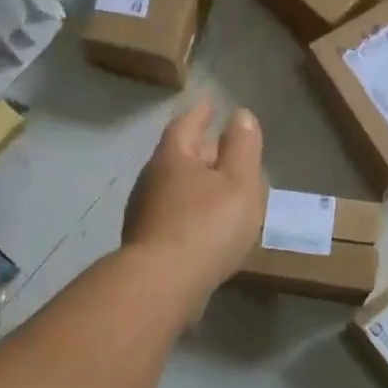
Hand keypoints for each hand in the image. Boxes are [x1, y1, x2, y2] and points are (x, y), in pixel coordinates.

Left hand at [123, 99, 264, 304]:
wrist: (162, 284)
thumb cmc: (206, 226)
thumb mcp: (238, 182)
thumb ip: (242, 147)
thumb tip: (239, 115)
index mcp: (173, 157)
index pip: (187, 124)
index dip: (201, 113)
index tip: (211, 102)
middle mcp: (152, 179)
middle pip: (180, 155)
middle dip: (202, 149)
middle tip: (225, 147)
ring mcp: (144, 212)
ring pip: (176, 187)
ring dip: (197, 183)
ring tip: (222, 188)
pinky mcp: (147, 243)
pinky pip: (174, 215)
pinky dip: (192, 211)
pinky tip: (206, 225)